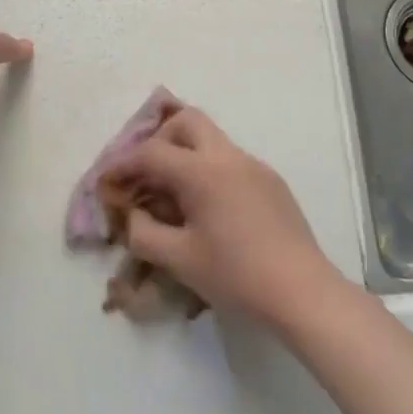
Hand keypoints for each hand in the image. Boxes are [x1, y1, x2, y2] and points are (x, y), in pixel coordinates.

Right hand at [108, 106, 341, 327]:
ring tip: (173, 194)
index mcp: (202, 171)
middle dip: (159, 138)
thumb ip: (144, 233)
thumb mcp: (179, 260)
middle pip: (186, 121)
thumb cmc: (237, 275)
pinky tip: (209, 209)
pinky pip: (230, 161)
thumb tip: (133, 216)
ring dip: (185, 154)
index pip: (152, 152)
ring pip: (211, 139)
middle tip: (146, 172)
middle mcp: (228, 156)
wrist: (304, 293)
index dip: (124, 163)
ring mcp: (254, 166)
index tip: (108, 181)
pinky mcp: (272, 182)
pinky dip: (209, 170)